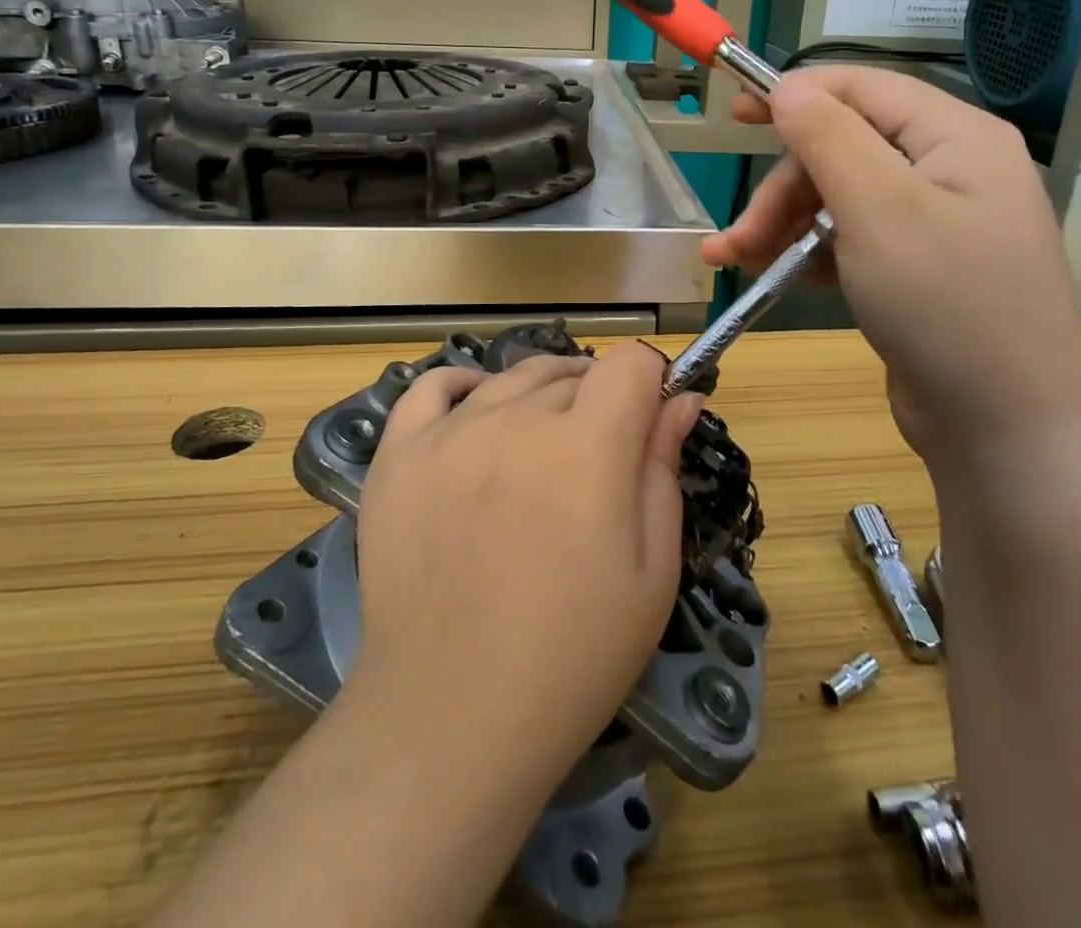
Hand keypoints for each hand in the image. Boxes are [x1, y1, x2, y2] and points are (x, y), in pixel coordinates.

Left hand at [350, 343, 703, 791]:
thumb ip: (663, 468)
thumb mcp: (651, 570)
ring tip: (542, 451)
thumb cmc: (573, 654)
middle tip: (595, 466)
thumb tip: (681, 399)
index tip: (649, 424)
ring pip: (513, 378)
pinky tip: (477, 412)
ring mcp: (450, 431)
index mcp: (588, 444)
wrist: (453, 717)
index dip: (651, 384)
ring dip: (541, 399)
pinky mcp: (399, 454)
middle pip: (573, 374)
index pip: (631, 362)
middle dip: (599, 403)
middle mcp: (517, 418)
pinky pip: (431, 387)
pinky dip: (462, 387)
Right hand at [703, 66, 1080, 459]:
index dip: (796, 94)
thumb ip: (829, 138)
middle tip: (737, 238)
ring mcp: (936, 222)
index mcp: (957, 137)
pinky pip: (852, 238)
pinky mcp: (918, 268)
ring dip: (783, 224)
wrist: (1004, 429)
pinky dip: (809, 252)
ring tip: (737, 262)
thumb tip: (789, 87)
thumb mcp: (879, 211)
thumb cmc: (945, 306)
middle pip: (844, 150)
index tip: (733, 114)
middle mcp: (951, 170)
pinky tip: (778, 276)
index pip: (863, 87)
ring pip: (839, 198)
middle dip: (783, 190)